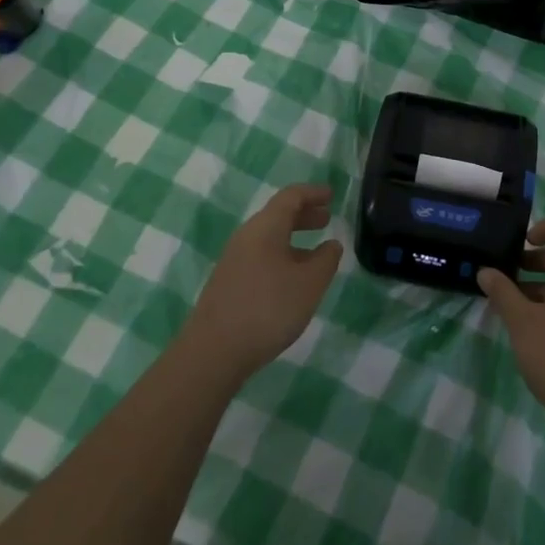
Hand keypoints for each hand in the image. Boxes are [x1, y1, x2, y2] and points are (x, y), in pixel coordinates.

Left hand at [182, 184, 342, 382]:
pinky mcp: (228, 282)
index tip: (332, 195)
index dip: (313, 193)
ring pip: (269, 237)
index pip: (291, 196)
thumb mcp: (309, 284)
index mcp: (265, 227)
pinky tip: (292, 279)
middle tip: (327, 219)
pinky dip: (282, 255)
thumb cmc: (268, 308)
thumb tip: (332, 245)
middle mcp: (247, 236)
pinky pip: (260, 256)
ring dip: (294, 238)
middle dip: (304, 214)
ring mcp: (234, 260)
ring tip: (316, 252)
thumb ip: (326, 260)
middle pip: (278, 215)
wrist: (213, 352)